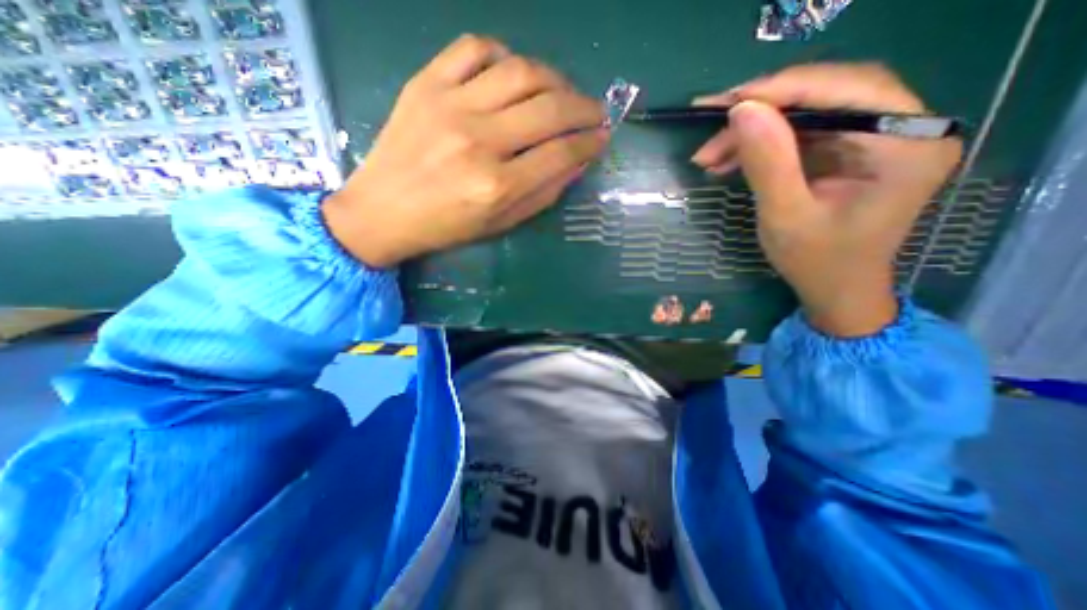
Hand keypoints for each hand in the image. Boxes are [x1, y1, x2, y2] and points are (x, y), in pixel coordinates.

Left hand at [328, 34, 608, 267]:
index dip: (590, 142)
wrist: (383, 211)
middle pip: (549, 109)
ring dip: (554, 78)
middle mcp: (479, 142)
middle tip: (595, 111)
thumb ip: (543, 194)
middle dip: (584, 107)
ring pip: (520, 72)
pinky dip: (504, 55)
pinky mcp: (426, 83)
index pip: (561, 153)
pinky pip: (474, 48)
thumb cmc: (446, 227)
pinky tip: (513, 74)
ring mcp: (450, 106)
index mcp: (497, 186)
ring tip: (563, 92)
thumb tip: (577, 161)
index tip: (603, 137)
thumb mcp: (501, 223)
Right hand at [696, 65, 956, 338]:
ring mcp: (874, 139)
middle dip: (761, 111)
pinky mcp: (848, 152)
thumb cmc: (817, 261)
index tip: (728, 102)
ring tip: (709, 155)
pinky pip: (800, 134)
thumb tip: (741, 110)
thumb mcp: (785, 215)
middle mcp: (902, 129)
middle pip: (826, 95)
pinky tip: (728, 160)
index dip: (783, 89)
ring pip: (806, 114)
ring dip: (753, 131)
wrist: (836, 290)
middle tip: (710, 127)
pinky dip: (760, 144)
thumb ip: (768, 162)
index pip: (846, 90)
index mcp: (905, 144)